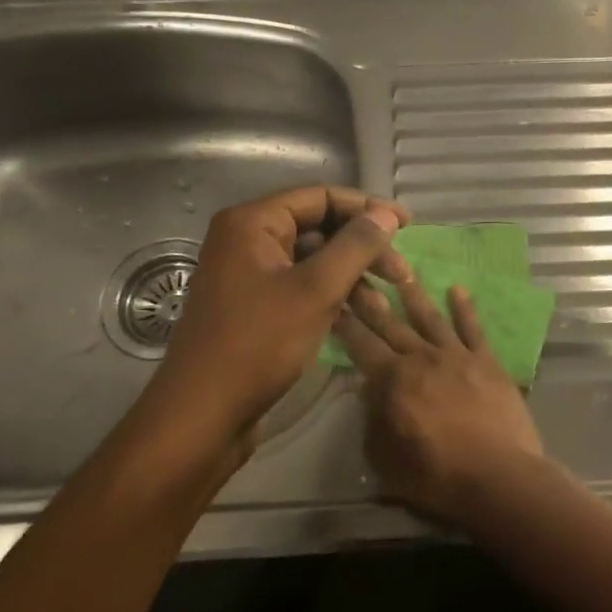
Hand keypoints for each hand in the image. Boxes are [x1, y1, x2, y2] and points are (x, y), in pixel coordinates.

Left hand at [137, 186, 409, 449]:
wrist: (203, 415)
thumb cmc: (259, 344)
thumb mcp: (316, 290)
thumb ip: (355, 246)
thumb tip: (387, 214)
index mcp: (253, 223)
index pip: (322, 197)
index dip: (368, 207)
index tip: (408, 225)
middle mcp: (246, 239)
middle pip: (318, 226)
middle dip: (363, 245)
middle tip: (401, 272)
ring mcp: (248, 273)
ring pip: (313, 258)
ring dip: (352, 272)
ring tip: (387, 297)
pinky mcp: (253, 304)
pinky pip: (300, 283)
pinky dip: (331, 292)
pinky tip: (360, 311)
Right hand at [335, 274, 546, 526]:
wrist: (498, 475)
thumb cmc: (437, 476)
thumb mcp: (385, 460)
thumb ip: (373, 421)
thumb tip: (370, 392)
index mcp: (393, 381)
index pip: (361, 344)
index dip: (344, 322)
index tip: (333, 298)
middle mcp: (421, 358)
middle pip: (390, 323)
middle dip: (370, 297)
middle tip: (357, 271)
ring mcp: (457, 355)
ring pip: (430, 317)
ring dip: (413, 294)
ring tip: (402, 271)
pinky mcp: (487, 361)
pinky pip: (473, 328)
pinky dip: (465, 307)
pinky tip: (458, 288)